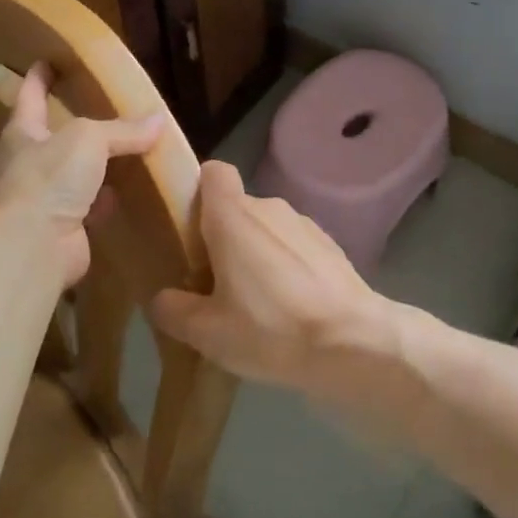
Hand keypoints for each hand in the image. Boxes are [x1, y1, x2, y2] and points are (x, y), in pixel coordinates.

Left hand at [0, 64, 163, 287]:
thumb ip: (122, 130)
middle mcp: (31, 163)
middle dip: (75, 124)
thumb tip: (159, 120)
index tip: (47, 60)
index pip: (30, 95)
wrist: (34, 246)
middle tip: (102, 107)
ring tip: (127, 150)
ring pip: (76, 174)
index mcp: (24, 132)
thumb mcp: (88, 139)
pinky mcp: (65, 228)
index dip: (39, 77)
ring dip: (97, 165)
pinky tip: (128, 193)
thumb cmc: (49, 179)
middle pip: (55, 136)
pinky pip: (91, 206)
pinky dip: (108, 200)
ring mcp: (46, 198)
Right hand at [148, 160, 396, 404]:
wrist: (354, 344)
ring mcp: (305, 224)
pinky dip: (284, 266)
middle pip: (235, 207)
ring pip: (266, 228)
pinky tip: (288, 307)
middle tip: (212, 283)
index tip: (188, 227)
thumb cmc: (271, 329)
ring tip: (253, 302)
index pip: (213, 173)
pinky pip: (293, 246)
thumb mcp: (207, 333)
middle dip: (221, 237)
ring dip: (254, 253)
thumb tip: (163, 299)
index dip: (197, 191)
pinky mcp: (330, 246)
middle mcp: (269, 207)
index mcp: (233, 217)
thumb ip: (174, 310)